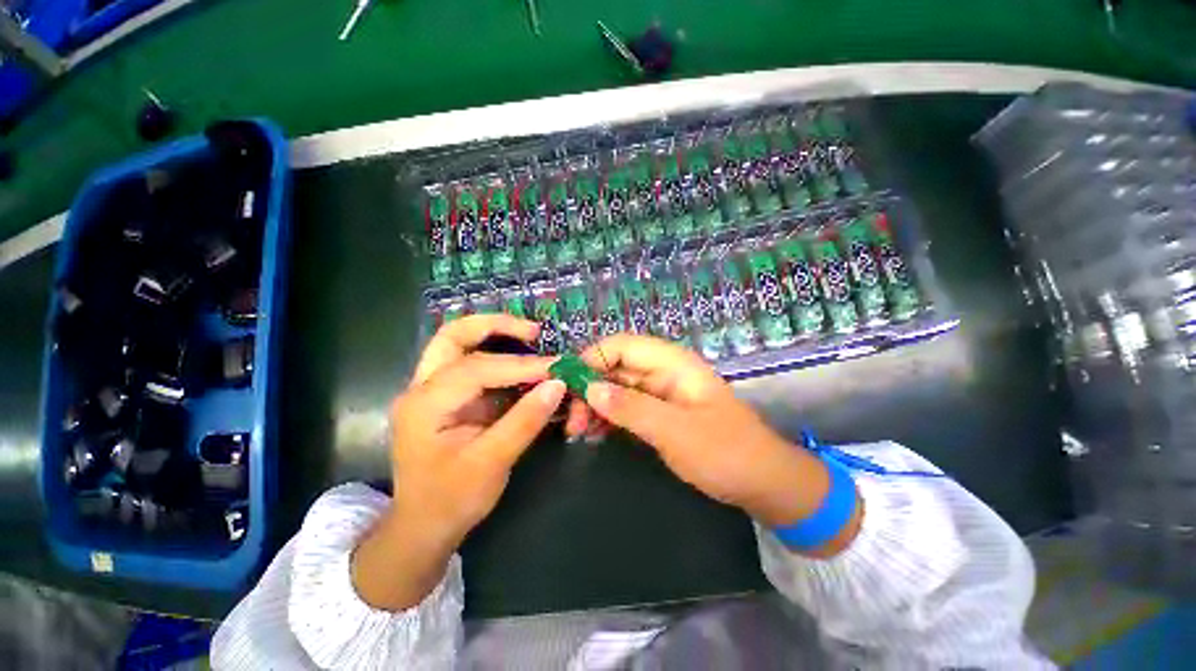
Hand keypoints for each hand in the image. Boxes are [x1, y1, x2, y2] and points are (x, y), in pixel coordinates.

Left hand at [352, 316, 566, 609]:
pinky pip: (471, 363)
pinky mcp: (447, 397)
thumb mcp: (491, 463)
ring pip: (457, 343)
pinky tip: (521, 361)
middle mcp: (422, 388)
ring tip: (530, 336)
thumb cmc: (451, 500)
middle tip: (533, 330)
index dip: (520, 366)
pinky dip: (498, 355)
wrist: (422, 528)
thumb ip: (525, 420)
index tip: (555, 368)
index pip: (477, 368)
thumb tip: (558, 385)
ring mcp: (432, 390)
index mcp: (425, 405)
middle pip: (453, 336)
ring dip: (494, 334)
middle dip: (495, 325)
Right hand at [575, 334, 860, 555]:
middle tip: (571, 421)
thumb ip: (631, 408)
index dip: (591, 359)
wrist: (763, 482)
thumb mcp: (676, 431)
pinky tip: (593, 433)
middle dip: (589, 387)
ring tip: (577, 431)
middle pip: (615, 365)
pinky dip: (608, 417)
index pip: (621, 345)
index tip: (567, 386)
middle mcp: (663, 371)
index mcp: (671, 363)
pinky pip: (625, 406)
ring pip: (617, 387)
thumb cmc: (725, 452)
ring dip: (595, 404)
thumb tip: (589, 388)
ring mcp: (660, 392)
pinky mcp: (659, 411)